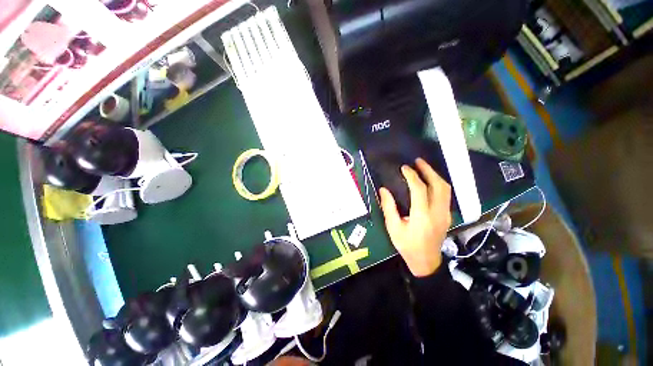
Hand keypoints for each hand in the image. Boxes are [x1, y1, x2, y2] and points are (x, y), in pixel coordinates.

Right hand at [379, 158, 451, 276]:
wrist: (426, 262)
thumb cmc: (407, 245)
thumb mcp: (393, 228)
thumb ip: (388, 207)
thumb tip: (383, 189)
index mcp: (422, 216)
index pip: (419, 189)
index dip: (412, 176)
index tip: (404, 168)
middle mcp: (437, 212)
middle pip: (439, 185)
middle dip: (428, 170)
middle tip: (418, 161)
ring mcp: (445, 214)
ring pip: (445, 189)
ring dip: (435, 176)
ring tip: (424, 168)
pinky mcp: (447, 215)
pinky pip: (446, 195)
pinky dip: (438, 184)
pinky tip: (429, 181)